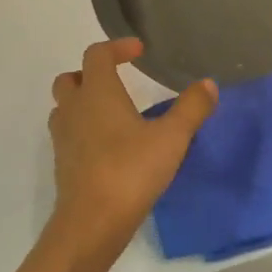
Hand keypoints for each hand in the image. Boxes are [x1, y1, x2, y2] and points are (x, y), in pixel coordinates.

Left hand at [47, 38, 216, 267]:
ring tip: (112, 113)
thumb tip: (208, 84)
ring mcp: (63, 138)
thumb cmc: (131, 171)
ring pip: (64, 107)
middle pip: (71, 78)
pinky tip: (108, 146)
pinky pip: (68, 135)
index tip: (139, 51)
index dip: (117, 47)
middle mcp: (74, 109)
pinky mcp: (63, 165)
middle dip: (92, 74)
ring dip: (83, 102)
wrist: (91, 223)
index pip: (97, 55)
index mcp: (97, 93)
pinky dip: (83, 130)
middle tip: (117, 81)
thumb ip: (191, 108)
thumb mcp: (172, 138)